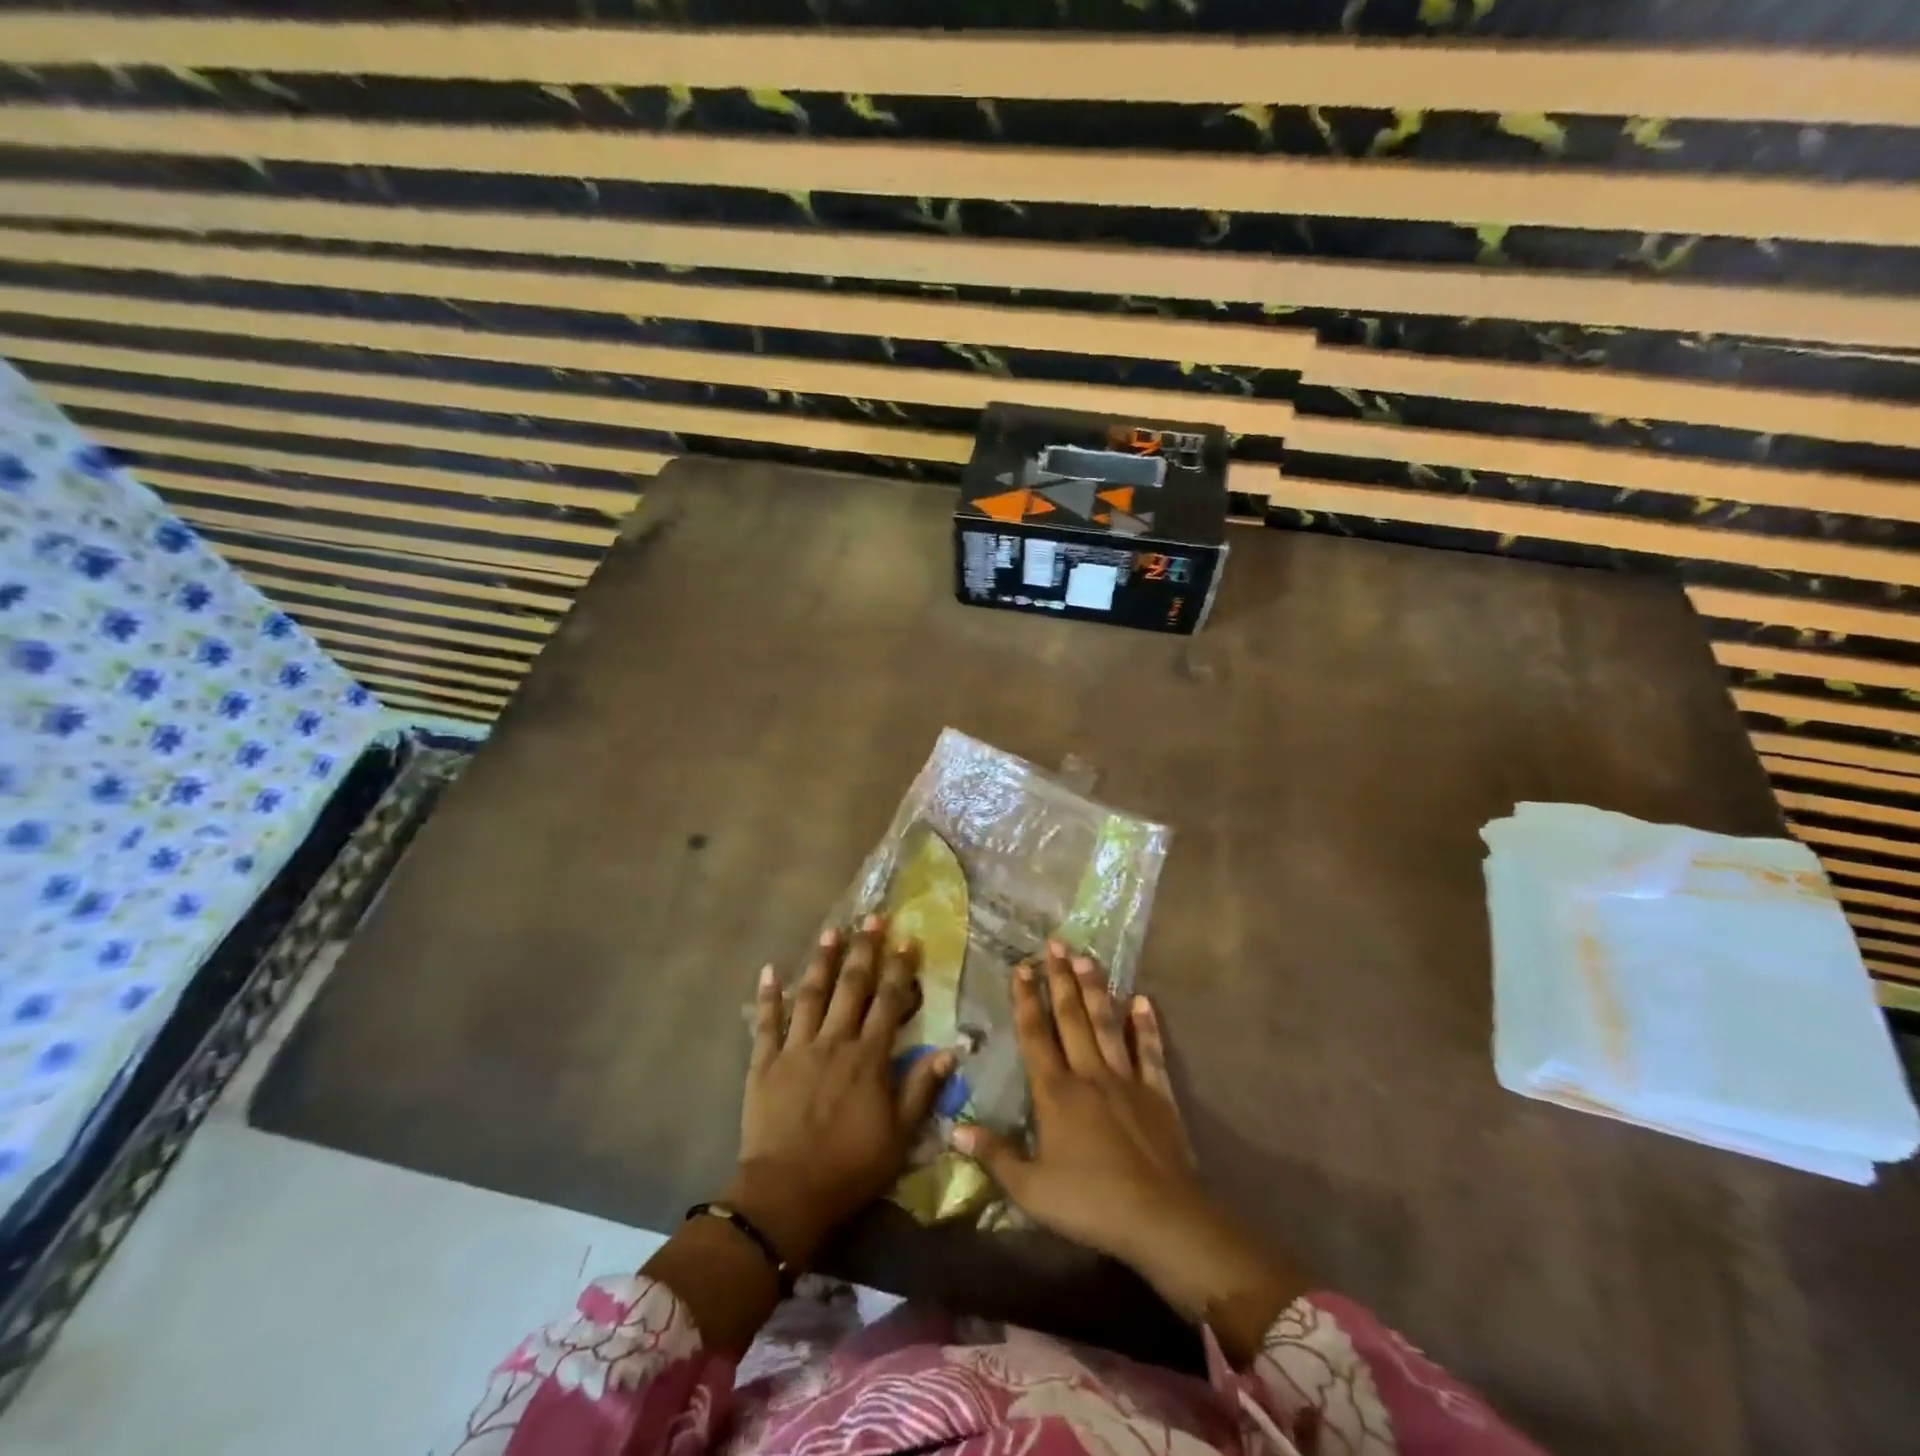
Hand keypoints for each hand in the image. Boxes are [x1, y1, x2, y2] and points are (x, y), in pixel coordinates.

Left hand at [728, 915, 952, 1267]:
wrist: (786, 1195)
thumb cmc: (849, 1168)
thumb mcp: (899, 1137)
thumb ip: (921, 1090)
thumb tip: (949, 1051)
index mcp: (868, 1058)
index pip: (888, 1002)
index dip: (899, 969)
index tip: (908, 940)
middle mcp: (834, 1042)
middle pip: (851, 987)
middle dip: (864, 950)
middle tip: (872, 918)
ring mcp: (796, 1048)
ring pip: (811, 994)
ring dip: (822, 960)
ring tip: (832, 931)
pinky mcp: (764, 1062)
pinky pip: (766, 1022)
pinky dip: (768, 995)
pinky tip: (770, 969)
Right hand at [954, 942, 1305, 1358]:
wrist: (1160, 1219)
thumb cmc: (1090, 1203)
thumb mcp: (1031, 1188)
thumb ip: (994, 1155)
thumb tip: (955, 1128)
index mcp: (1056, 1093)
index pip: (1035, 1035)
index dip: (1026, 1000)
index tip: (1021, 967)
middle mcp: (1089, 1074)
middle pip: (1071, 1018)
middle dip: (1060, 979)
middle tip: (1055, 943)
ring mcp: (1126, 1080)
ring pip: (1107, 1024)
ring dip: (1096, 989)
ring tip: (1087, 957)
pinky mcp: (1157, 1093)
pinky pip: (1149, 1052)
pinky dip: (1145, 1026)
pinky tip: (1143, 1000)